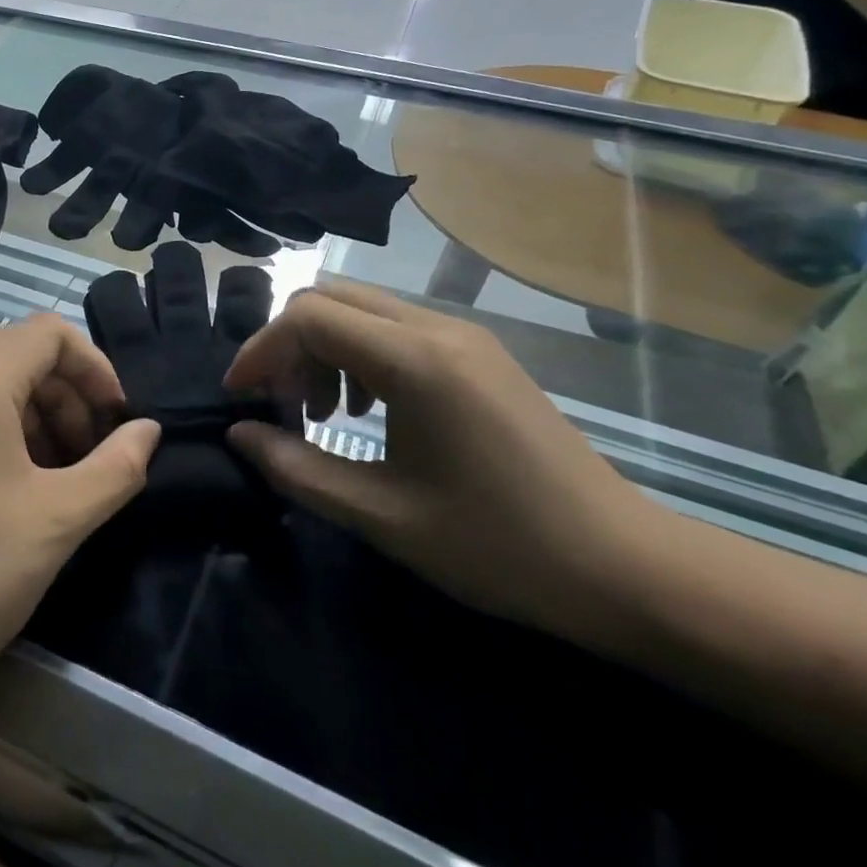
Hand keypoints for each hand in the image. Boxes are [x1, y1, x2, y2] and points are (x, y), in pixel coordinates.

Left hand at [0, 316, 158, 710]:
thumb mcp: (59, 520)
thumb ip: (117, 466)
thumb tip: (148, 431)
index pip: (49, 334)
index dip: (96, 368)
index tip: (118, 421)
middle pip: (19, 355)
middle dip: (68, 396)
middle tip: (92, 456)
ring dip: (36, 416)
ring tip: (59, 477)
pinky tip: (14, 487)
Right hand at [223, 280, 661, 641]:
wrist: (625, 568)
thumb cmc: (498, 547)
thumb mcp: (383, 516)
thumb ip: (298, 470)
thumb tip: (240, 437)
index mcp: (416, 362)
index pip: (309, 317)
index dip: (260, 350)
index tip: (240, 398)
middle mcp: (439, 330)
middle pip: (332, 299)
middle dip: (289, 345)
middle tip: (283, 406)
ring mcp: (466, 338)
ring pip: (364, 310)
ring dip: (325, 349)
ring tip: (325, 413)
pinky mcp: (481, 355)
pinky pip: (398, 330)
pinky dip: (361, 355)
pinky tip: (369, 411)